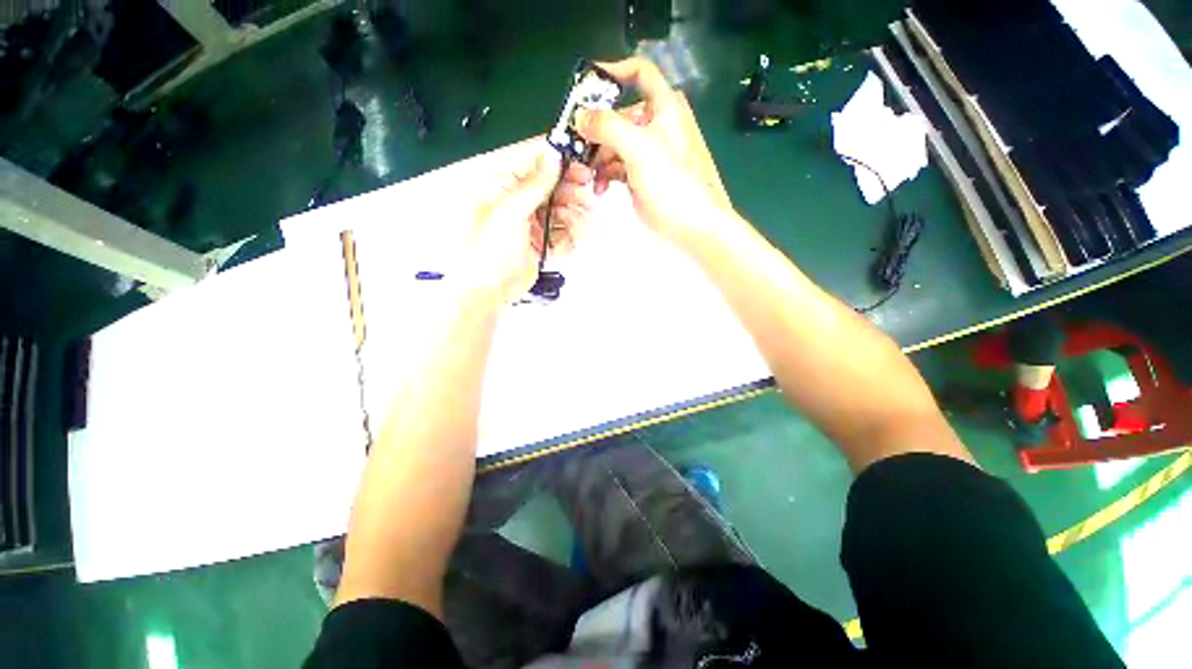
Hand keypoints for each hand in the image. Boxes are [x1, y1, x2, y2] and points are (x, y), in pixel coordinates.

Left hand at [462, 141, 584, 304]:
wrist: (488, 291)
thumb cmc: (487, 251)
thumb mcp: (510, 211)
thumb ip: (534, 184)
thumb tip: (552, 156)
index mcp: (505, 186)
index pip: (538, 164)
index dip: (561, 164)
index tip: (581, 169)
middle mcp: (520, 202)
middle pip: (555, 188)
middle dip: (571, 193)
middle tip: (583, 199)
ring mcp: (532, 224)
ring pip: (563, 211)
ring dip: (573, 218)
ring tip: (575, 226)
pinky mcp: (542, 243)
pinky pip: (563, 234)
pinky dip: (568, 239)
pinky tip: (563, 245)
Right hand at [574, 57, 733, 245]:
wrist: (693, 226)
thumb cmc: (672, 182)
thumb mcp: (639, 148)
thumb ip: (607, 127)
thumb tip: (579, 116)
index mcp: (664, 107)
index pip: (639, 73)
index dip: (613, 71)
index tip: (585, 86)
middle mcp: (656, 125)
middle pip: (619, 115)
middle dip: (597, 130)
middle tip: (576, 148)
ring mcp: (649, 153)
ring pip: (616, 144)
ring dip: (598, 157)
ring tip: (587, 175)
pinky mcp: (643, 177)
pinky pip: (618, 166)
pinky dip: (606, 174)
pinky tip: (599, 187)